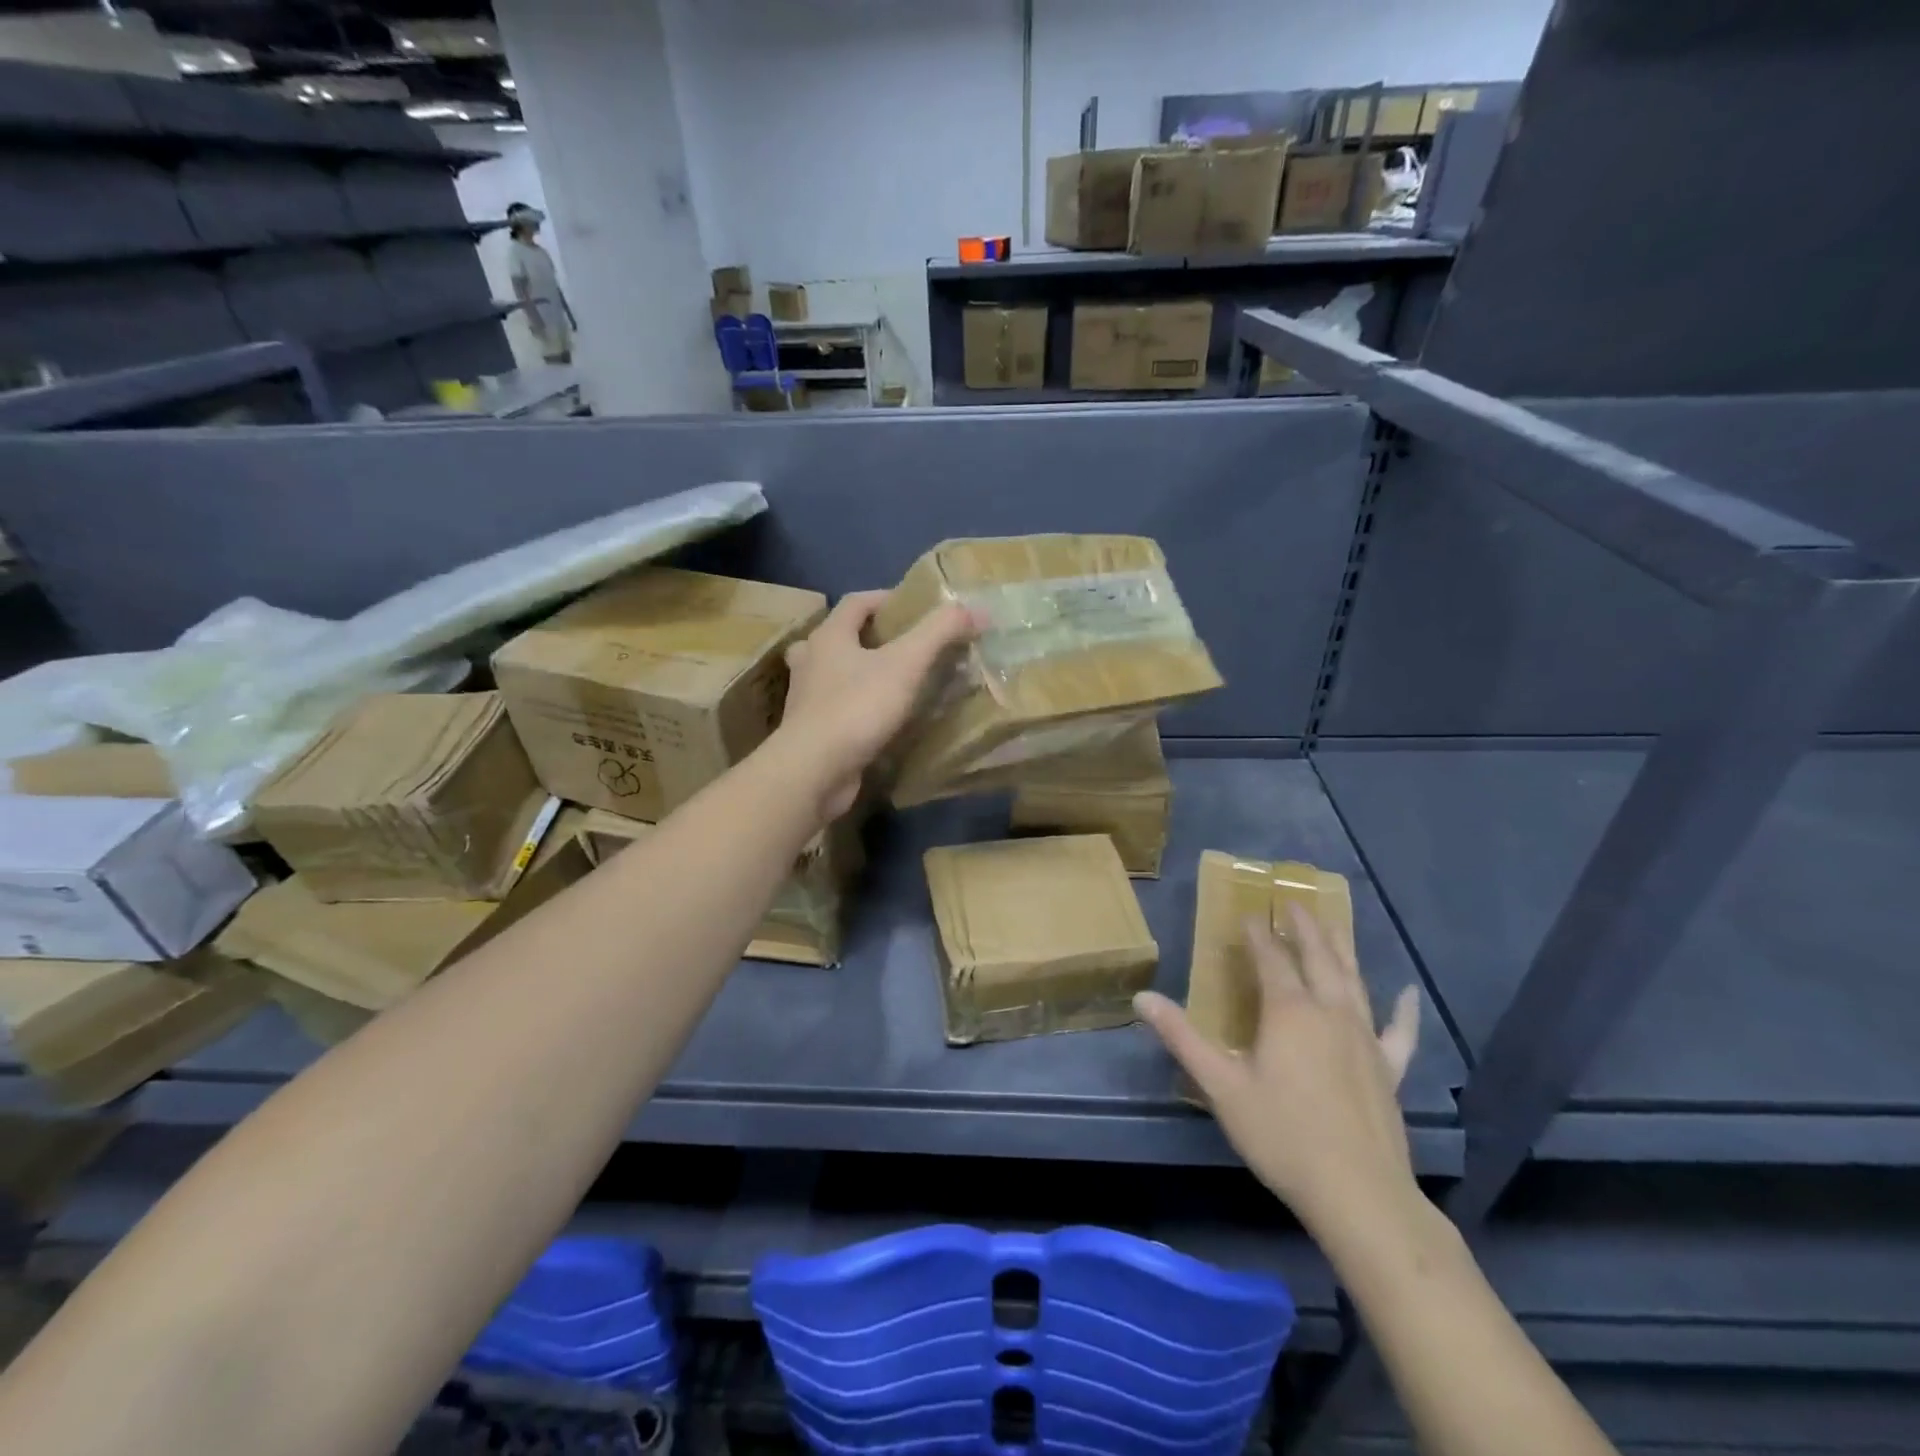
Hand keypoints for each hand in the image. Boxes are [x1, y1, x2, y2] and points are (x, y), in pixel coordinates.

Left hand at [775, 591, 976, 818]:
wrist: (814, 771)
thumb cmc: (857, 707)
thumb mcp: (906, 663)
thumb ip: (940, 632)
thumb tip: (976, 609)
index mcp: (828, 636)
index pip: (856, 602)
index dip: (887, 598)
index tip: (917, 608)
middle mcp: (811, 661)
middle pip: (841, 636)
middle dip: (872, 636)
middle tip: (907, 645)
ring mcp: (807, 698)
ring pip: (835, 673)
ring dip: (861, 671)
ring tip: (895, 680)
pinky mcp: (812, 730)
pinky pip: (837, 707)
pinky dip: (858, 705)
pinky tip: (881, 717)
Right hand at [1136, 906, 1421, 1238]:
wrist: (1359, 1194)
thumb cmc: (1282, 1135)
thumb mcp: (1221, 1086)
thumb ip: (1182, 1038)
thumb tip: (1142, 998)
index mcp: (1289, 1011)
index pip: (1270, 958)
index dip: (1257, 934)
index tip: (1247, 913)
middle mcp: (1330, 1012)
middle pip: (1318, 957)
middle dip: (1303, 927)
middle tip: (1293, 901)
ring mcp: (1365, 1038)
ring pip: (1353, 980)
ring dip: (1341, 949)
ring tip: (1333, 924)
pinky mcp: (1389, 1068)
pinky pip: (1398, 1031)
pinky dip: (1404, 1010)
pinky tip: (1409, 994)